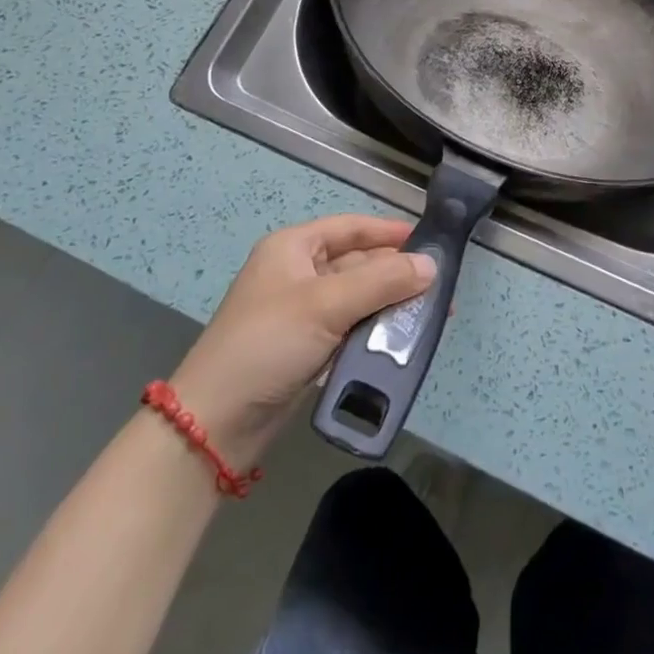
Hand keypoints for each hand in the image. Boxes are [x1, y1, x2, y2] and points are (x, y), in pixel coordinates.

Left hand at [166, 214, 435, 465]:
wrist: (213, 425)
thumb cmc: (268, 343)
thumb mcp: (327, 304)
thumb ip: (383, 281)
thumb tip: (432, 265)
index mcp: (294, 247)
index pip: (352, 227)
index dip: (390, 232)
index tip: (431, 241)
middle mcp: (298, 273)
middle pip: (359, 264)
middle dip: (397, 275)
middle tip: (440, 287)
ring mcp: (301, 313)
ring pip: (358, 299)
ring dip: (390, 306)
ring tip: (430, 315)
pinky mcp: (306, 349)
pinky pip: (350, 329)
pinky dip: (374, 333)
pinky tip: (402, 342)